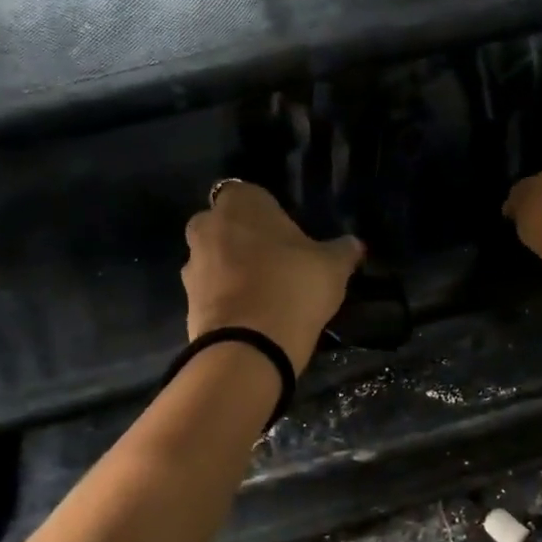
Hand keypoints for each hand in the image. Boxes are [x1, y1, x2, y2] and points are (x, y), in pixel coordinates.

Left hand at [184, 181, 363, 371]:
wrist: (250, 346)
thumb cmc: (294, 286)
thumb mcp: (332, 266)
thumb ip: (343, 250)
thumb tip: (355, 244)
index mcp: (240, 203)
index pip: (252, 195)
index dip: (269, 215)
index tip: (288, 236)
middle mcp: (207, 225)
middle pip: (227, 226)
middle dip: (245, 240)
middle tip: (276, 263)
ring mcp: (191, 265)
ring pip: (215, 259)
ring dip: (232, 271)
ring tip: (265, 295)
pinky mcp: (186, 301)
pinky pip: (211, 293)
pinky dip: (226, 300)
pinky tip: (252, 317)